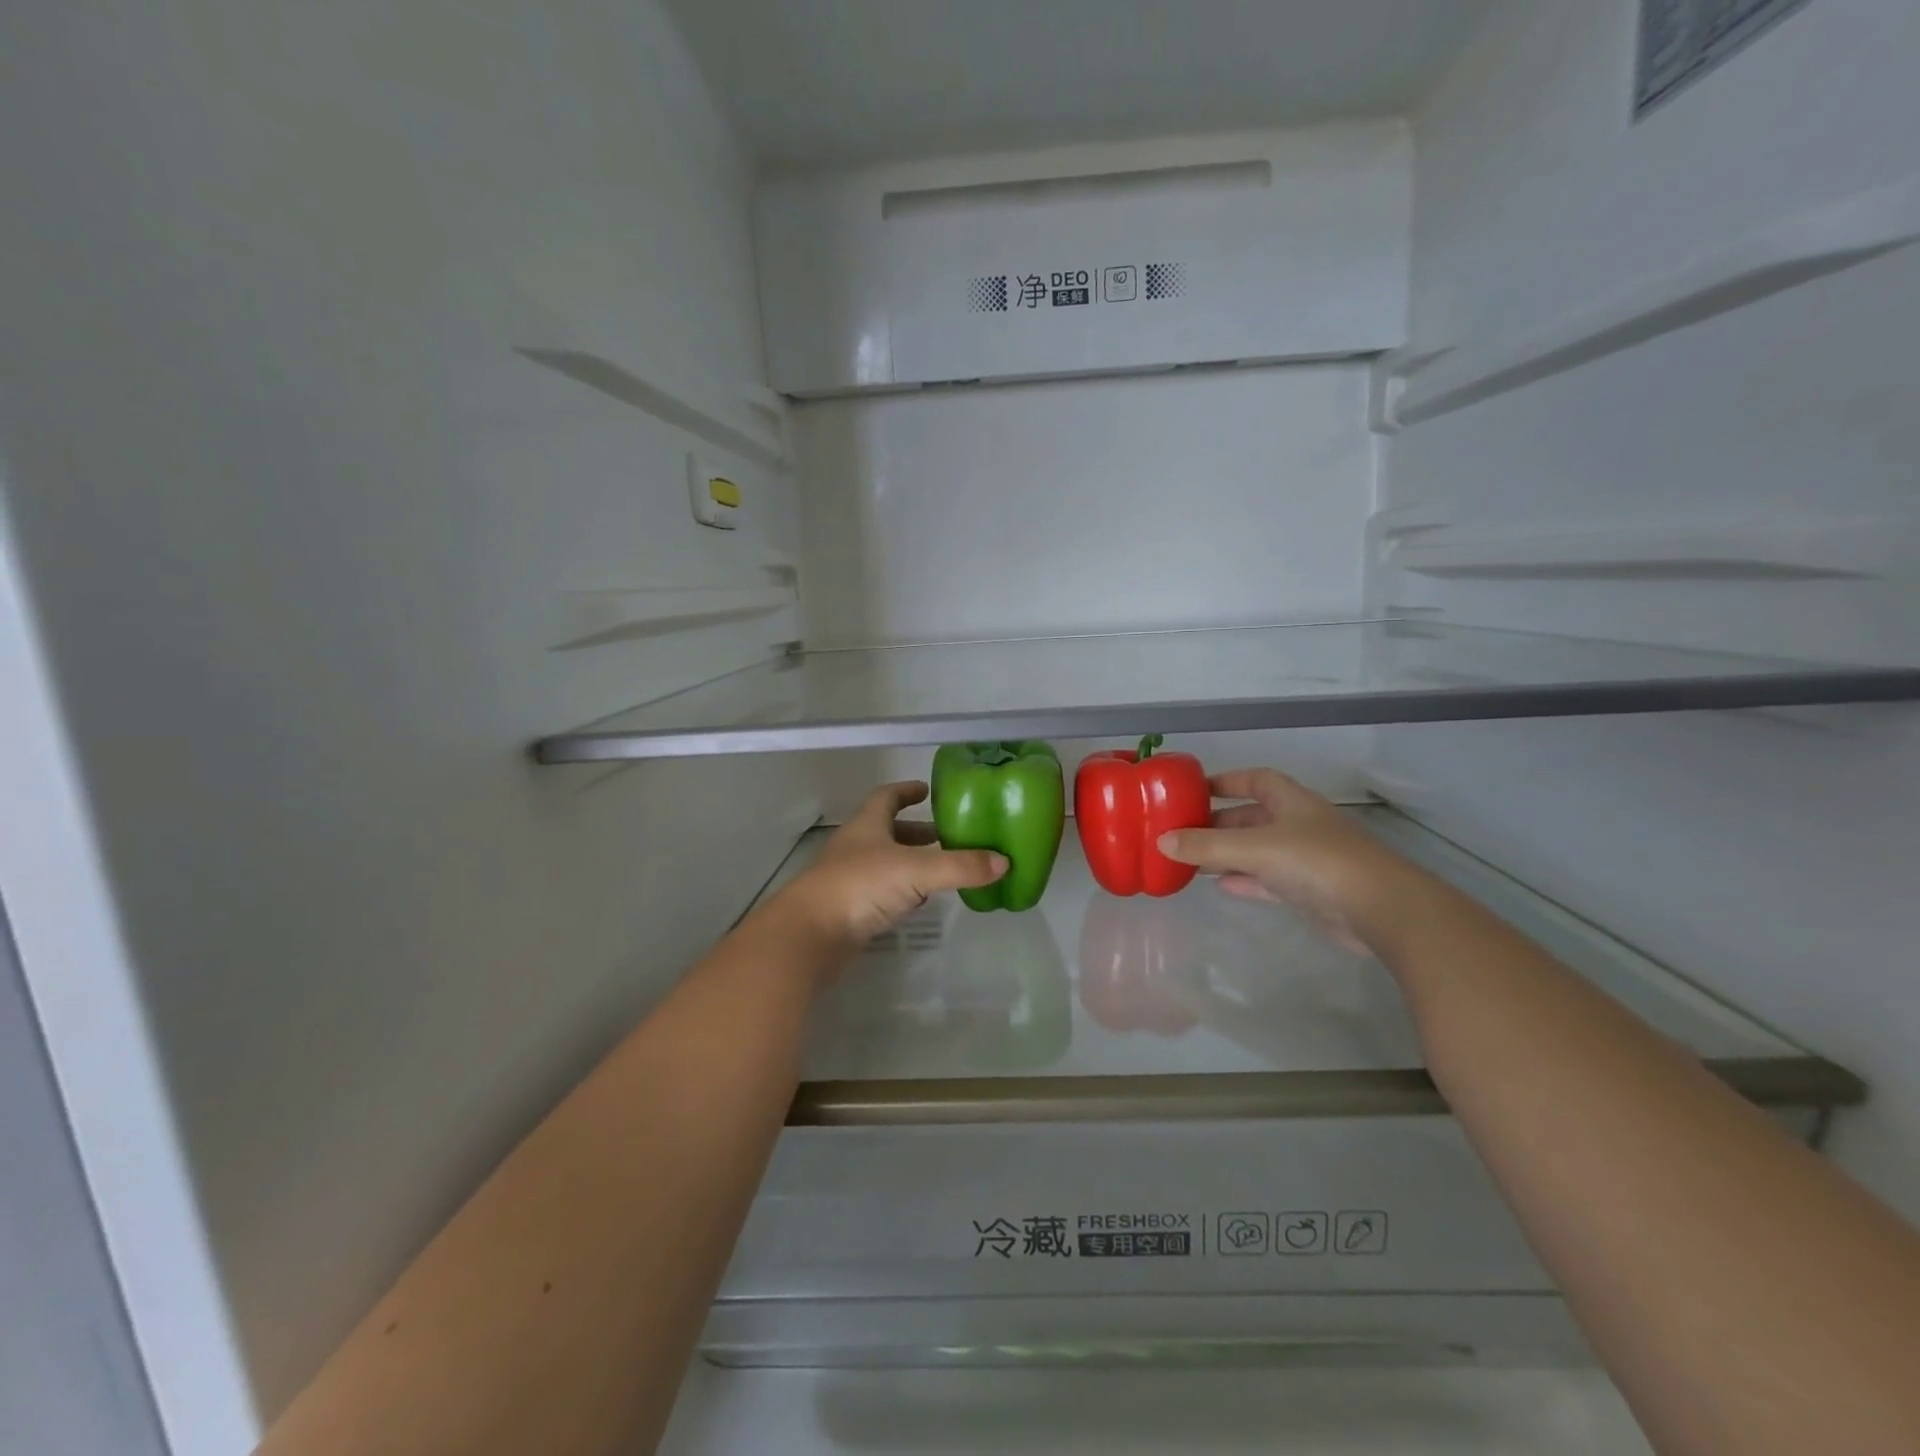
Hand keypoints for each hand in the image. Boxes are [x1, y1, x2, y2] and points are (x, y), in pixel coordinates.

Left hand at [775, 782, 1008, 959]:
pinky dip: (903, 891)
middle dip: (917, 831)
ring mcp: (850, 879)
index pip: (887, 797)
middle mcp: (857, 847)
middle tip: (949, 835)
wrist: (810, 935)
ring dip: (912, 862)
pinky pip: (882, 892)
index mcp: (868, 826)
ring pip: (886, 863)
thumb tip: (1004, 861)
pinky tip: (920, 902)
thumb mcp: (917, 870)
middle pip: (888, 831)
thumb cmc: (860, 886)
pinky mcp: (850, 909)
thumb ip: (960, 866)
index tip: (927, 789)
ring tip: (943, 868)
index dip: (906, 791)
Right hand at [1156, 769, 1418, 953]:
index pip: (1255, 779)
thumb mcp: (1255, 848)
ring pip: (1258, 849)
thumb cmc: (1317, 862)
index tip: (1194, 789)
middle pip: (1252, 816)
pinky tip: (1221, 886)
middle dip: (1219, 822)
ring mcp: (1307, 858)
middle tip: (1182, 832)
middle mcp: (1299, 824)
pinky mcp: (1311, 890)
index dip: (1226, 781)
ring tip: (1191, 860)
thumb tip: (1162, 841)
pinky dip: (1245, 879)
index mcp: (1291, 802)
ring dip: (1228, 853)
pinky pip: (1268, 878)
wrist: (1381, 909)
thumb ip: (1207, 846)